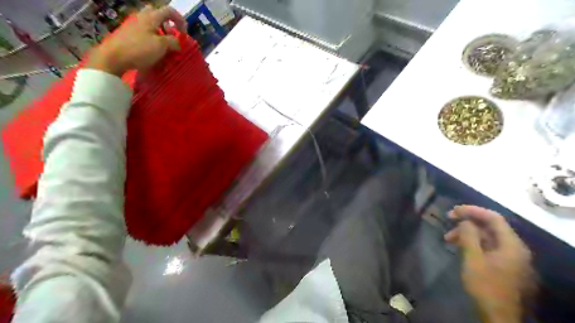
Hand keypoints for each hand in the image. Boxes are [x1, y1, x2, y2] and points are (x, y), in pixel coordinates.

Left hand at [85, 5, 185, 75]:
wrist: (114, 57)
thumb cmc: (140, 49)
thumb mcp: (162, 45)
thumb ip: (173, 41)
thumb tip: (178, 42)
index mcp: (151, 17)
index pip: (169, 11)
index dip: (180, 20)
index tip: (185, 34)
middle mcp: (142, 17)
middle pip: (157, 14)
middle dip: (167, 24)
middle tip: (172, 35)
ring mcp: (133, 25)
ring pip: (151, 24)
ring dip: (160, 32)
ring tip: (165, 46)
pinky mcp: (129, 34)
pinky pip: (145, 32)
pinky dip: (153, 38)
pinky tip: (154, 50)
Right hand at [444, 206, 534, 322]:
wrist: (499, 317)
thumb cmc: (486, 286)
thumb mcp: (473, 259)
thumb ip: (469, 236)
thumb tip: (465, 221)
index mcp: (512, 245)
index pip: (493, 218)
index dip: (472, 210)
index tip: (453, 211)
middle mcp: (515, 249)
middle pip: (490, 228)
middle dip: (467, 224)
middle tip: (448, 224)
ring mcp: (512, 259)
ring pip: (488, 238)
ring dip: (468, 235)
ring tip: (448, 239)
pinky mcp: (506, 267)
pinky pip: (490, 249)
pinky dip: (474, 245)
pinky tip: (460, 249)